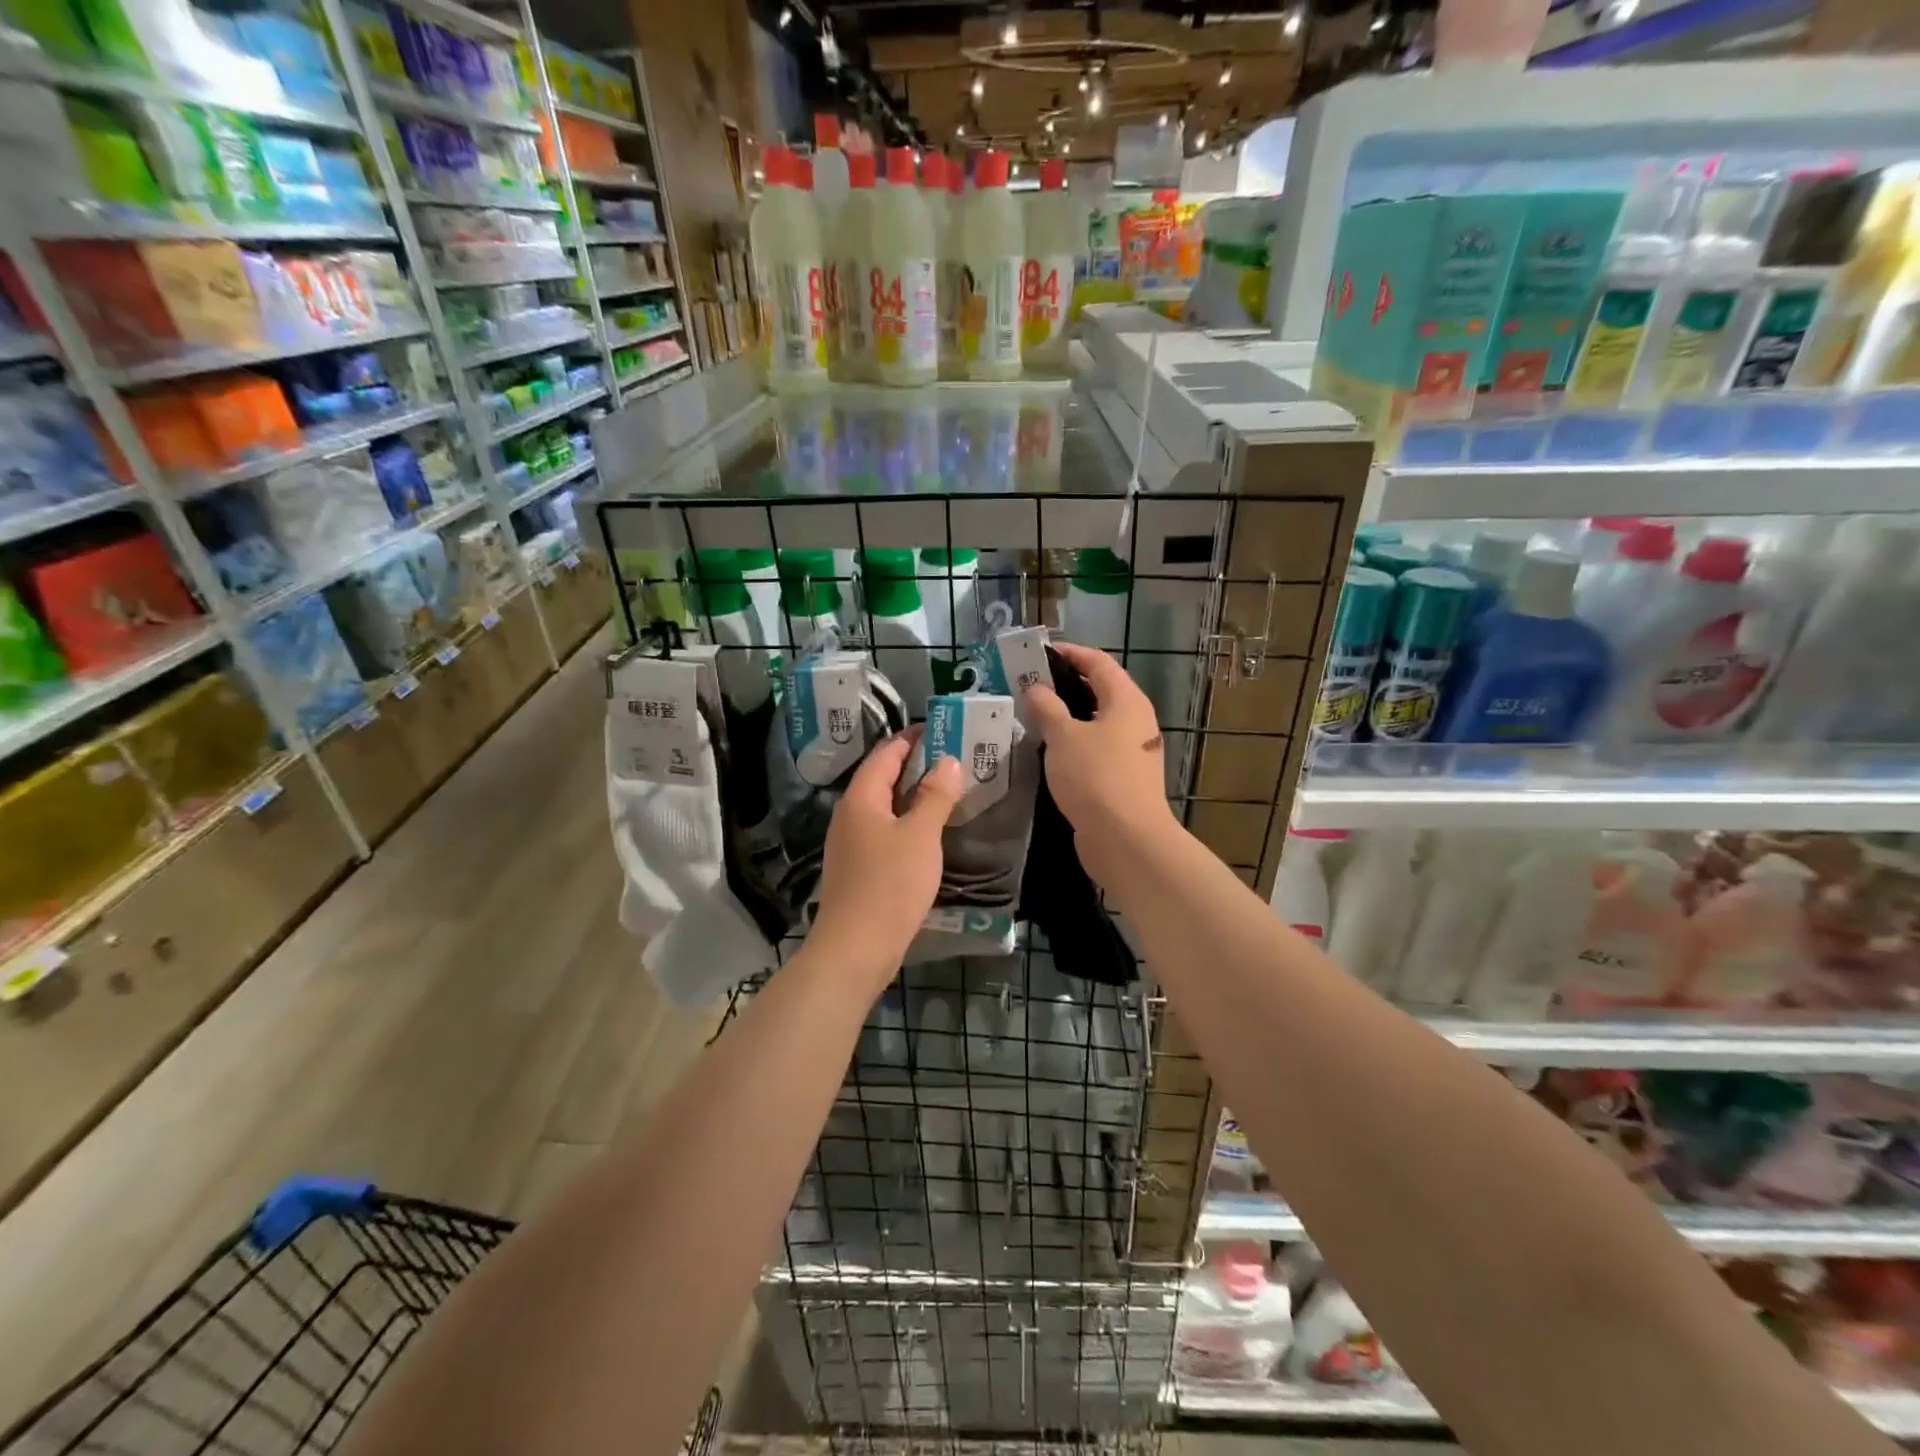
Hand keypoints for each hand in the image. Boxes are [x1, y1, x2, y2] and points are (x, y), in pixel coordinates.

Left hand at [808, 732, 964, 991]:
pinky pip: (884, 831)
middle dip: (914, 765)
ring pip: (884, 806)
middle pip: (882, 778)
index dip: (911, 738)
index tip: (940, 728)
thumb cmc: (889, 886)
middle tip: (952, 757)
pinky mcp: (857, 868)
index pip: (885, 754)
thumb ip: (935, 796)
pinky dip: (906, 821)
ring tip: (946, 790)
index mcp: (861, 798)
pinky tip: (928, 832)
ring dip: (912, 795)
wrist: (855, 949)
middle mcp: (849, 815)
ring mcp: (850, 843)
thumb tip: (947, 762)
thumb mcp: (920, 836)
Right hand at [1022, 642, 1178, 883]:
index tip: (1039, 654)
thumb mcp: (1064, 737)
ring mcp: (1132, 751)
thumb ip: (1047, 708)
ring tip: (1031, 716)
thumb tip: (1036, 689)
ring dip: (1067, 717)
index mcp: (1127, 701)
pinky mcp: (1123, 778)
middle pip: (1100, 691)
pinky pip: (1095, 749)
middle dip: (1065, 685)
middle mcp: (1135, 721)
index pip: (1099, 663)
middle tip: (1029, 685)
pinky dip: (1073, 743)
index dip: (1070, 654)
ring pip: (1097, 723)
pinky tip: (1047, 752)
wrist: (1126, 840)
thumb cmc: (1096, 777)